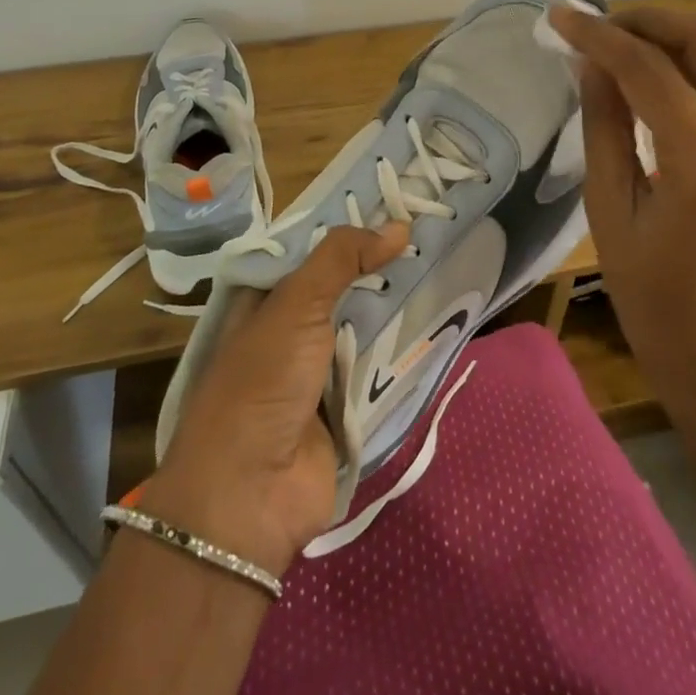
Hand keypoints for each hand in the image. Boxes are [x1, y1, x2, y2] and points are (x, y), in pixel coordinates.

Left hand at [139, 224, 407, 578]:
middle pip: (342, 283)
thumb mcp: (294, 305)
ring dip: (396, 301)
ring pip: (363, 320)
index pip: (312, 247)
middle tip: (431, 228)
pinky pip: (378, 363)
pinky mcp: (345, 403)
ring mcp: (318, 367)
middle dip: (380, 261)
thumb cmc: (261, 384)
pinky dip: (403, 345)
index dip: (349, 223)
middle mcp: (290, 326)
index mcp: (264, 298)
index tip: (395, 199)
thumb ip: (341, 259)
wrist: (250, 495)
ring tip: (445, 260)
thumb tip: (398, 226)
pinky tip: (441, 314)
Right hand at [548, 4, 695, 387]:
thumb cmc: (648, 291)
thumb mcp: (608, 207)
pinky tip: (661, 71)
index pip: (652, 71)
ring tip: (627, 42)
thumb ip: (604, 124)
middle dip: (652, 21)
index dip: (602, 37)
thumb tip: (591, 61)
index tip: (562, 18)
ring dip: (680, 34)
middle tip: (602, 27)